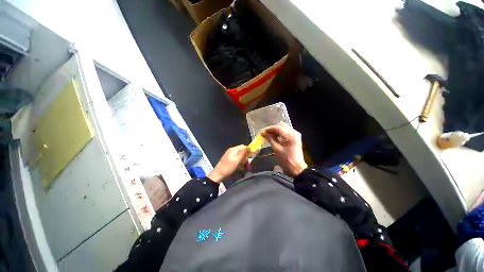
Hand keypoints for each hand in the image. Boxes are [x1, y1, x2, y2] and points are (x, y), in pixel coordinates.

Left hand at [207, 145, 248, 182]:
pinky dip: (240, 162)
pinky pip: (237, 158)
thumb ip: (242, 153)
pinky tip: (241, 167)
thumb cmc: (228, 168)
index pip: (243, 146)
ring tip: (246, 168)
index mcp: (233, 149)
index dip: (248, 151)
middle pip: (242, 151)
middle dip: (246, 158)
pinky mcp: (229, 159)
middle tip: (248, 165)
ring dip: (244, 161)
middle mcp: (232, 150)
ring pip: (240, 155)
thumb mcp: (236, 160)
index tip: (251, 157)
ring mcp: (230, 154)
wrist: (218, 174)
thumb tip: (248, 147)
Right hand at [262, 122, 306, 176]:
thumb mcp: (276, 148)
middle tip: (266, 134)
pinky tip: (276, 138)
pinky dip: (281, 133)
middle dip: (273, 129)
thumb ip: (269, 138)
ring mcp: (296, 134)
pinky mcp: (296, 138)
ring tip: (270, 136)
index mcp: (289, 135)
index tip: (262, 132)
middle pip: (281, 125)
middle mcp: (293, 132)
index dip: (268, 129)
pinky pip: (287, 131)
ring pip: (284, 128)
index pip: (277, 127)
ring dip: (277, 131)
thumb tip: (263, 133)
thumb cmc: (285, 159)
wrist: (297, 167)